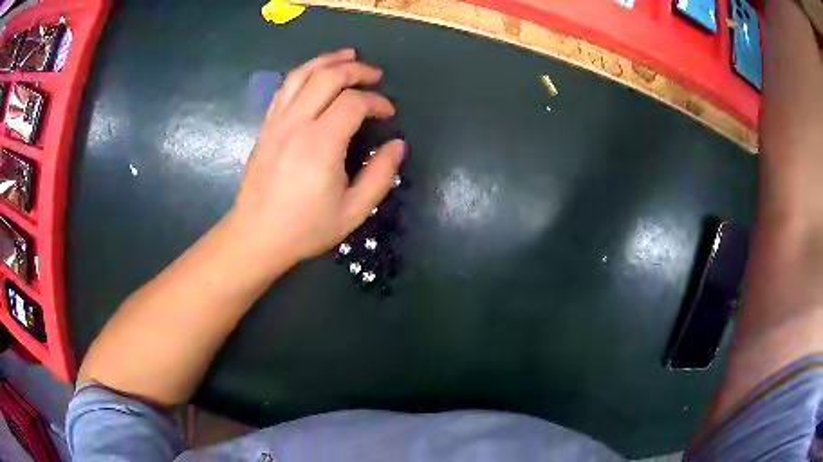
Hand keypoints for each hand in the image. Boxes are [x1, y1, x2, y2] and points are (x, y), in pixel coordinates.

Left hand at [230, 49, 404, 269]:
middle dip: (356, 70)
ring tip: (348, 56)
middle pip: (328, 77)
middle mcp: (296, 124)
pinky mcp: (267, 126)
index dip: (377, 102)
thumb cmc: (305, 228)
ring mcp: (277, 122)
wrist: (256, 235)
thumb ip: (380, 176)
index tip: (388, 114)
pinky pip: (285, 87)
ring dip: (328, 60)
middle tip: (375, 75)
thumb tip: (397, 145)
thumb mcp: (353, 211)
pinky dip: (305, 72)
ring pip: (302, 74)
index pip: (353, 102)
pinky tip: (316, 73)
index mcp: (320, 144)